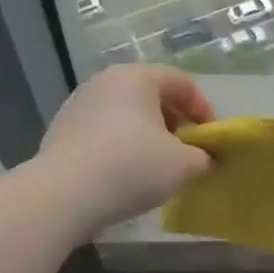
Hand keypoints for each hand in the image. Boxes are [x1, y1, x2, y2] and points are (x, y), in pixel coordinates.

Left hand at [35, 65, 215, 235]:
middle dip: (174, 122)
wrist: (63, 195)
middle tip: (186, 151)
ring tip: (156, 165)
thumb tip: (205, 159)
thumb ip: (204, 158)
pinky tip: (124, 174)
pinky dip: (121, 145)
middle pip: (151, 95)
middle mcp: (105, 81)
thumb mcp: (183, 166)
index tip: (211, 139)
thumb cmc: (131, 168)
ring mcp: (79, 104)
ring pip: (126, 113)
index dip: (203, 109)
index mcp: (137, 77)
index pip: (181, 82)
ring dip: (147, 135)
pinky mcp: (62, 129)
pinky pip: (103, 131)